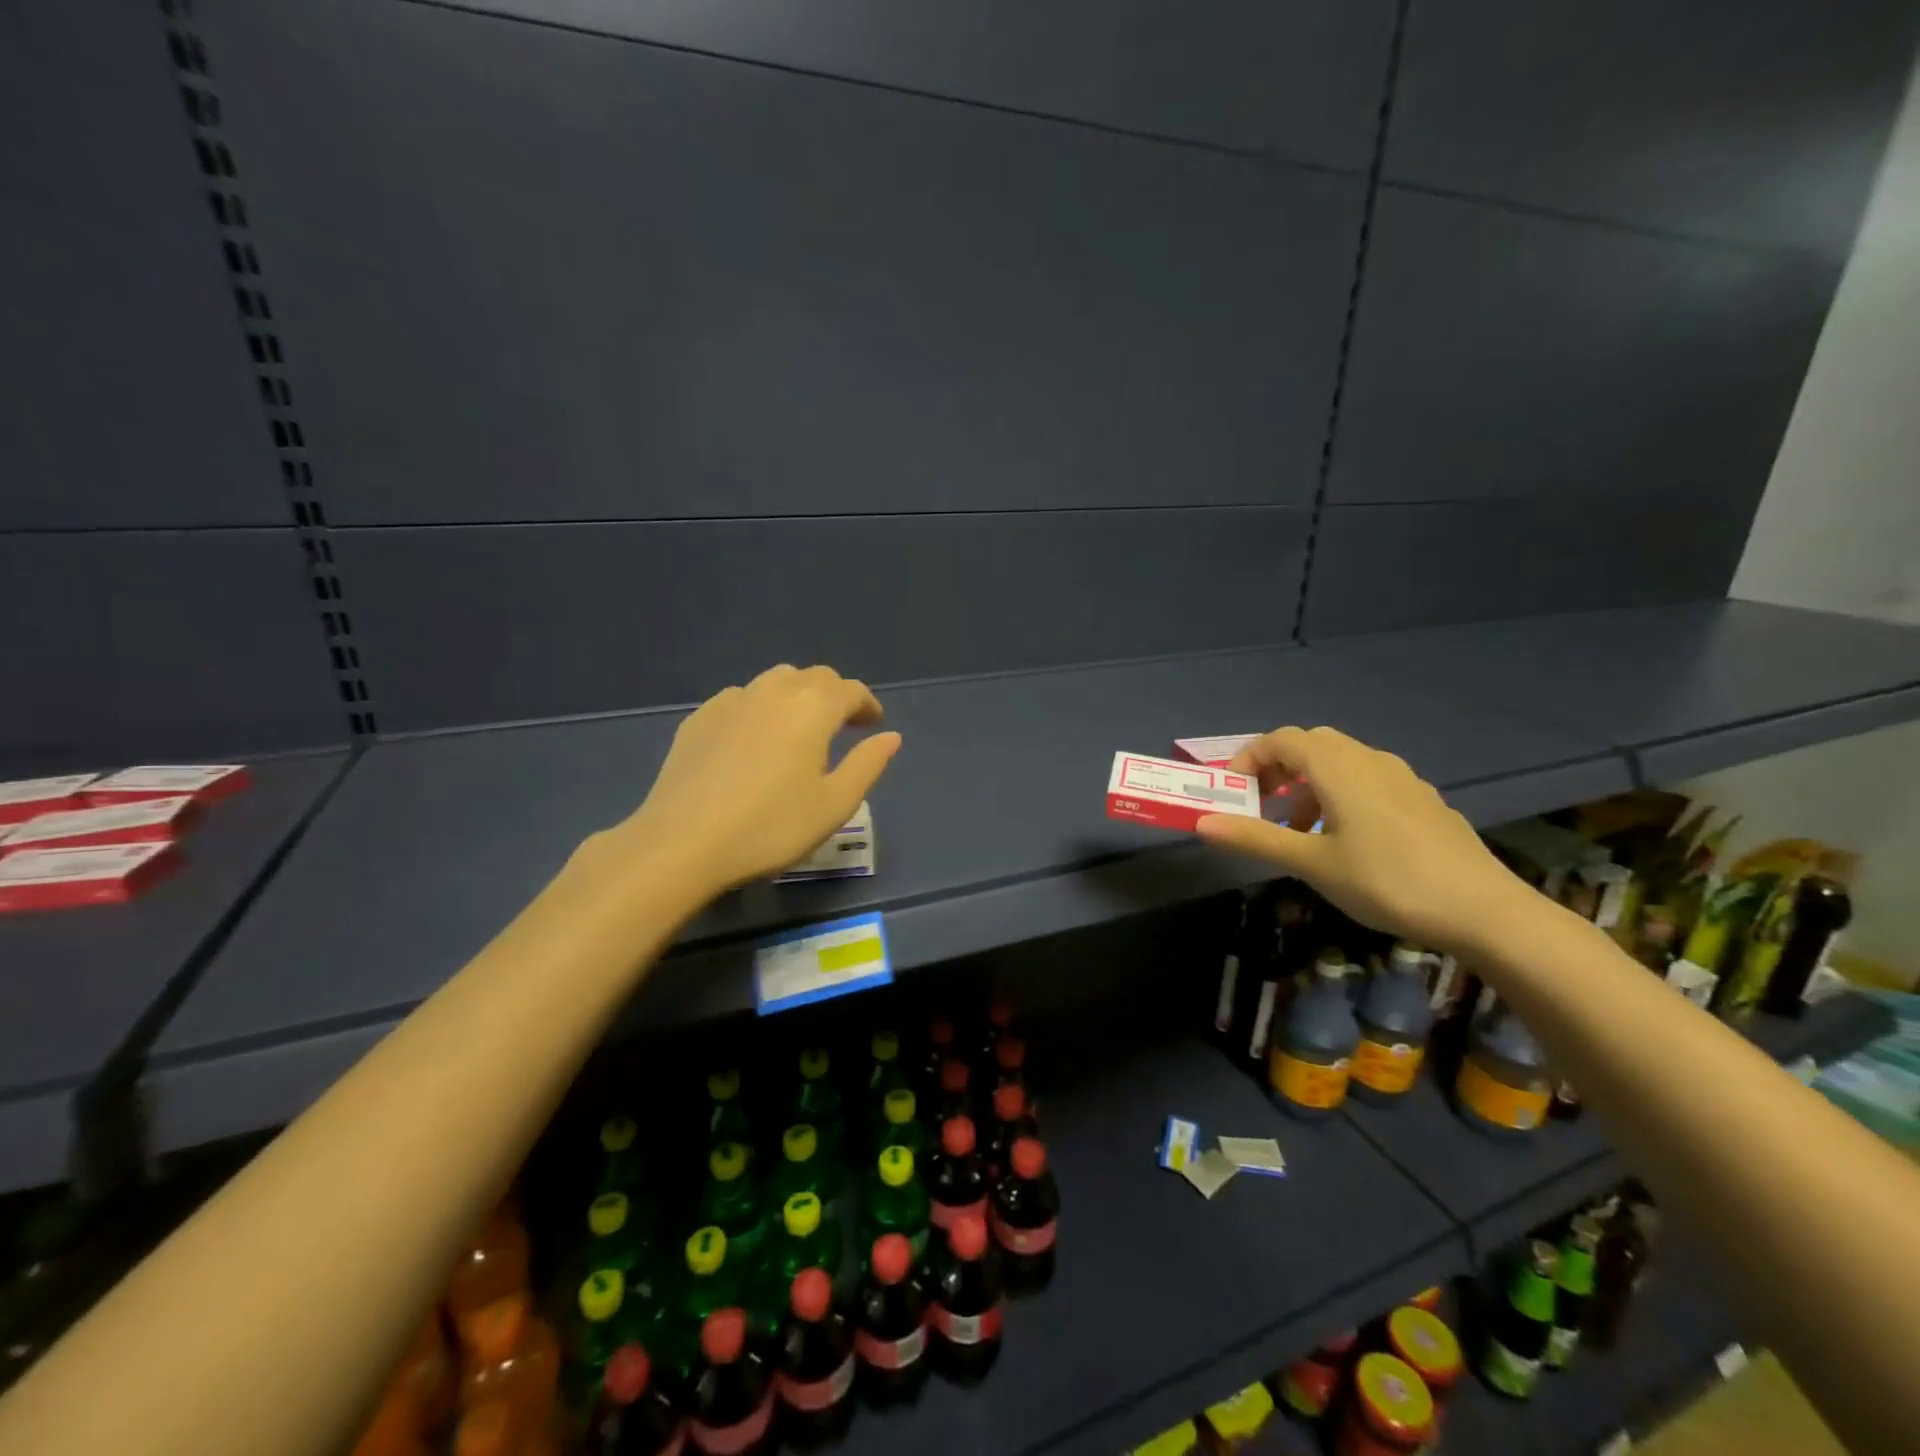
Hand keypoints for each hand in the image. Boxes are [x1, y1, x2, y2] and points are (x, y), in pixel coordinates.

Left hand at [610, 665, 900, 896]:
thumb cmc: (771, 826)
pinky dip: (759, 708)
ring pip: (775, 681)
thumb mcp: (834, 804)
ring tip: (799, 728)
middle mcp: (774, 690)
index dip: (867, 705)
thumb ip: (867, 764)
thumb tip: (891, 736)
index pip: (850, 690)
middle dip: (834, 695)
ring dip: (796, 696)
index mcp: (813, 707)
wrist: (683, 842)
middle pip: (813, 677)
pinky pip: (741, 699)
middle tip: (842, 725)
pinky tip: (754, 739)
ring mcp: (731, 700)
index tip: (873, 724)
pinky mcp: (699, 718)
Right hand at [1194, 726, 1530, 953]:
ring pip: (1340, 763)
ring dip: (1308, 786)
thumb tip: (1203, 823)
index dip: (1248, 759)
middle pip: (1310, 745)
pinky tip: (1346, 840)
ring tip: (1299, 832)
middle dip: (1277, 770)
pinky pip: (1367, 780)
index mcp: (1338, 767)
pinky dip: (1340, 795)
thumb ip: (1256, 839)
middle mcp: (1369, 760)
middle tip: (1262, 807)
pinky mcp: (1421, 799)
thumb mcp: (1312, 863)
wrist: (1484, 910)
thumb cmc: (1387, 881)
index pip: (1280, 740)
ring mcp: (1401, 778)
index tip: (1233, 795)